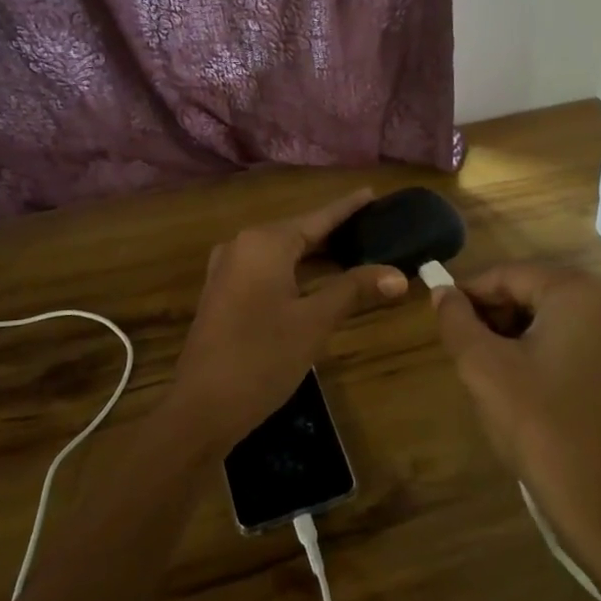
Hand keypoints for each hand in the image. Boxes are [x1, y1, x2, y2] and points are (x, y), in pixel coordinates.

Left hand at [170, 191, 408, 447]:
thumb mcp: (314, 322)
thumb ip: (354, 290)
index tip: (371, 193)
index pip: (317, 218)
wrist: (202, 408)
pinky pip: (266, 269)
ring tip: (353, 249)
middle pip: (297, 231)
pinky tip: (315, 279)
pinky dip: (294, 269)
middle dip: (334, 231)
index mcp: (264, 243)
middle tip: (373, 227)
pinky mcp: (223, 293)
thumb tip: (399, 275)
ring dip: (314, 253)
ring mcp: (227, 270)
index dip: (347, 208)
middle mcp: (242, 246)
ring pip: (281, 252)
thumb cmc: (262, 358)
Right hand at [432, 264, 600, 563]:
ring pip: (547, 317)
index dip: (467, 294)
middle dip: (491, 316)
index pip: (507, 274)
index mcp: (577, 293)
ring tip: (488, 374)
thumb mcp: (484, 369)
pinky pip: (568, 341)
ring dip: (510, 336)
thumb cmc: (541, 428)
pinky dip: (537, 353)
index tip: (440, 321)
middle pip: (529, 291)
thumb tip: (441, 292)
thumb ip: (456, 321)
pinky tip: (519, 389)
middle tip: (464, 354)